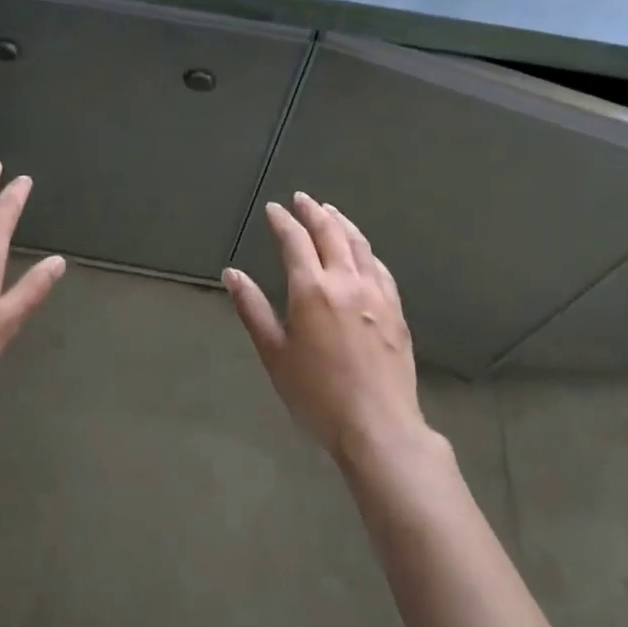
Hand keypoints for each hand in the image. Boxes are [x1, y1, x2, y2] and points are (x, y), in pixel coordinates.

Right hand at [224, 193, 427, 469]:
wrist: (379, 427)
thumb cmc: (317, 394)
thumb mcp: (274, 354)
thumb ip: (253, 309)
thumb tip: (232, 274)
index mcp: (311, 289)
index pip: (295, 241)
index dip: (283, 221)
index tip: (274, 209)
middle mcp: (345, 281)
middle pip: (330, 233)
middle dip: (313, 212)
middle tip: (302, 199)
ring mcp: (375, 294)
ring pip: (358, 245)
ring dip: (342, 223)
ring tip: (331, 212)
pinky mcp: (396, 311)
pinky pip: (379, 268)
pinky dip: (366, 250)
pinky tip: (362, 251)